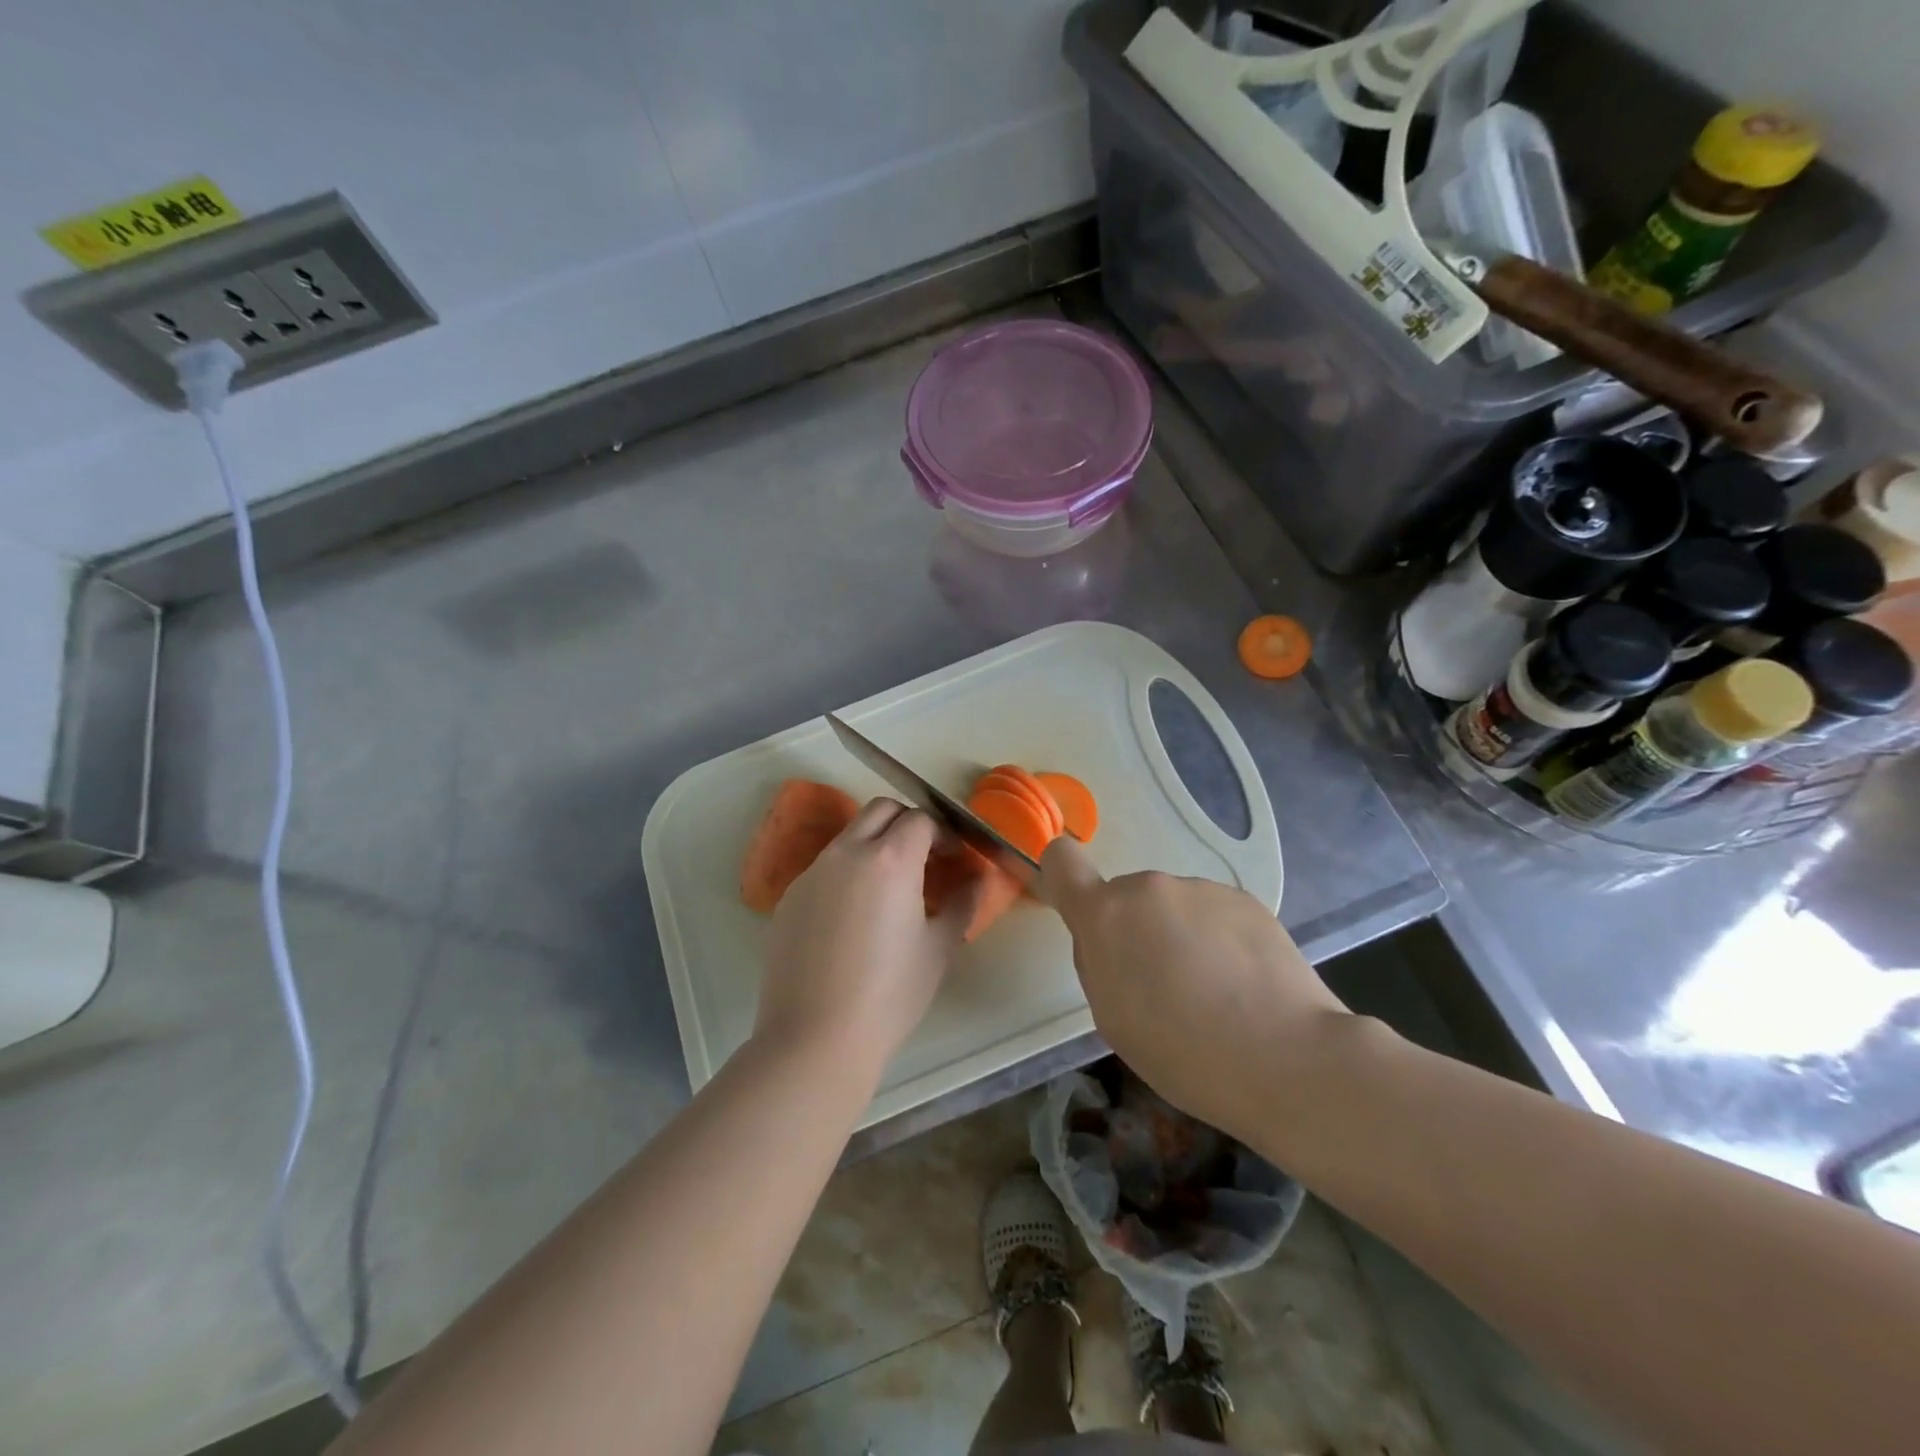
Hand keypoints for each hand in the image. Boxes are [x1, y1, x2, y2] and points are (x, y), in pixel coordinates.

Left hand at [756, 799, 978, 1075]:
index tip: (954, 858)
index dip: (943, 833)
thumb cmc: (890, 993)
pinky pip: (825, 867)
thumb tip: (977, 880)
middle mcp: (847, 853)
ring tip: (890, 890)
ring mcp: (812, 873)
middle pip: (880, 810)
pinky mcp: (790, 897)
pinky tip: (854, 918)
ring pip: (849, 836)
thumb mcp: (939, 948)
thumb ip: (963, 904)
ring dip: (875, 845)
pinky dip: (847, 872)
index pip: (920, 819)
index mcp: (889, 859)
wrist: (815, 1037)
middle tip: (924, 858)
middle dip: (907, 823)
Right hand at [1037, 836, 1350, 1139]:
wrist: (1288, 1058)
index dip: (1061, 878)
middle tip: (1164, 987)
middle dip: (1136, 932)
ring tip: (1213, 992)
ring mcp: (1202, 888)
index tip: (1078, 912)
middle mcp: (1150, 887)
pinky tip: (1244, 985)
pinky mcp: (1246, 900)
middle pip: (1127, 900)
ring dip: (1180, 936)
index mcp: (1106, 915)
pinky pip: (1213, 915)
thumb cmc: (1183, 1052)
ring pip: (1173, 908)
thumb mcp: (1112, 1019)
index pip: (1061, 861)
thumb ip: (1097, 963)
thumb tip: (1109, 941)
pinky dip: (1219, 940)